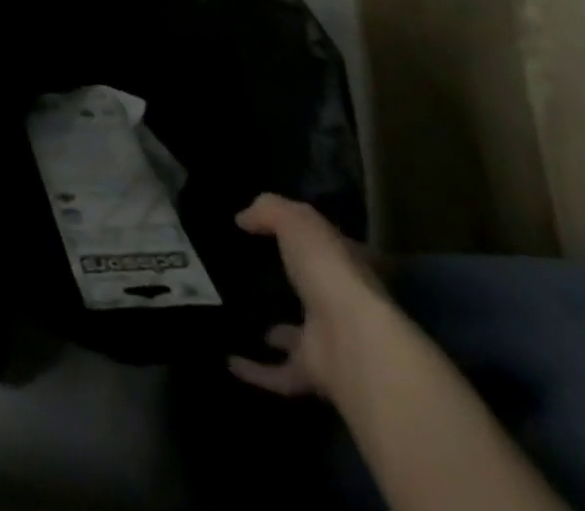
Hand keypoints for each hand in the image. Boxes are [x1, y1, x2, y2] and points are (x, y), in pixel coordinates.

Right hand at [228, 193, 386, 399]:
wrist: (354, 342)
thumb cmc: (328, 272)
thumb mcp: (295, 222)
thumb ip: (269, 211)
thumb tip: (243, 219)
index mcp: (344, 264)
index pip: (328, 247)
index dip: (308, 237)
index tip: (276, 232)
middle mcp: (342, 302)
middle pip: (315, 290)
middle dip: (294, 285)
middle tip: (257, 274)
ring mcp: (331, 341)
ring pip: (299, 336)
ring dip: (277, 334)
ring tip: (241, 318)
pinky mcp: (316, 374)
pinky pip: (281, 373)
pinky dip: (257, 371)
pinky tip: (230, 362)